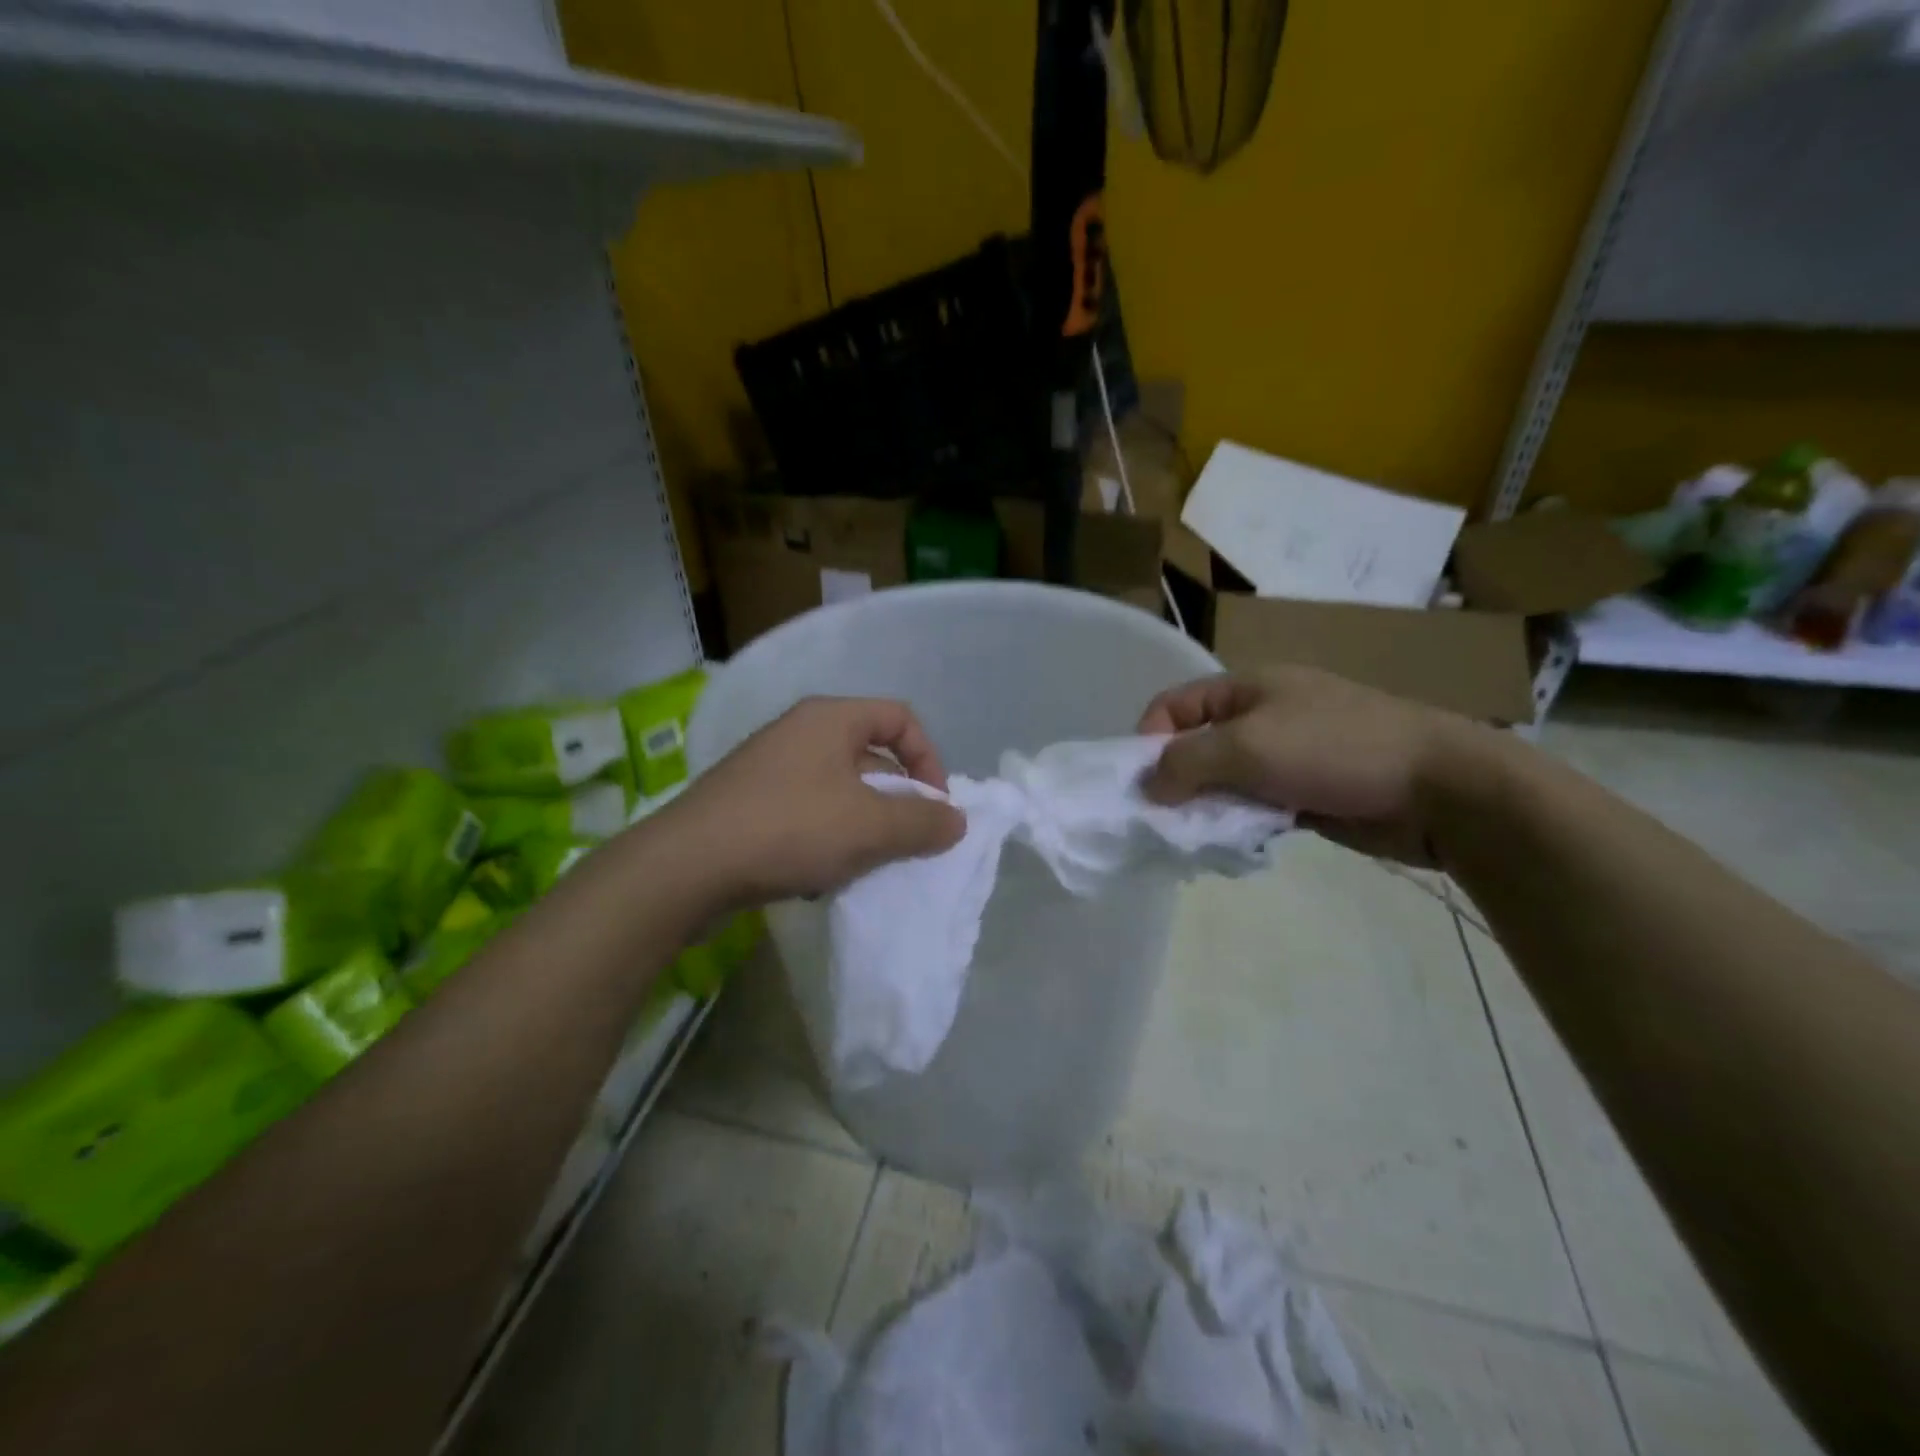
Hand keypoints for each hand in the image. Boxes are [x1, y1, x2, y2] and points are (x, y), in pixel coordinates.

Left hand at [667, 696, 965, 905]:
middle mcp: (799, 733)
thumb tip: (956, 821)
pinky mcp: (747, 803)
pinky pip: (806, 812)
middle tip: (905, 840)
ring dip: (861, 825)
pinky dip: (825, 838)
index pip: (900, 718)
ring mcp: (768, 767)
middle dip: (896, 800)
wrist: (686, 867)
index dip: (928, 759)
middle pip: (870, 755)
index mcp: (830, 719)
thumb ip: (923, 822)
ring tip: (863, 864)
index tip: (935, 806)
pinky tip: (818, 875)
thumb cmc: (790, 829)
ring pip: (838, 790)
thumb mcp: (870, 827)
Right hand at [1137, 668, 1483, 864]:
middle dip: (1176, 780)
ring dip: (1208, 806)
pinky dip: (1240, 822)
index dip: (1148, 740)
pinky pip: (1255, 804)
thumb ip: (1186, 763)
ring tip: (1202, 837)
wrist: (1441, 787)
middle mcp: (1262, 716)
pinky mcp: (1306, 791)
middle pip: (1196, 745)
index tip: (1142, 785)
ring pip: (1224, 780)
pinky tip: (1238, 843)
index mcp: (1247, 688)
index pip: (1173, 706)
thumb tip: (1147, 787)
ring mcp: (1286, 754)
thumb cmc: (1336, 750)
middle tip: (1167, 820)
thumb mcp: (1247, 747)